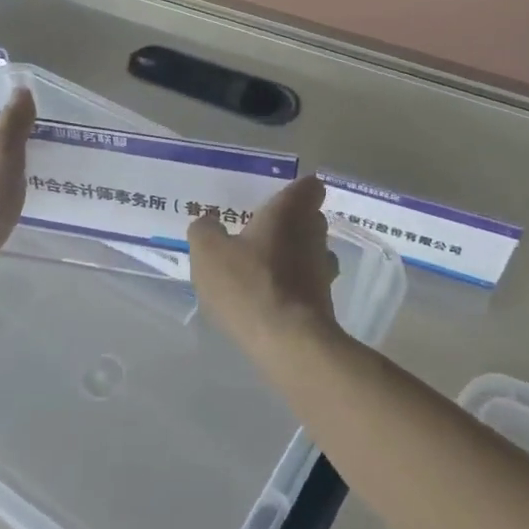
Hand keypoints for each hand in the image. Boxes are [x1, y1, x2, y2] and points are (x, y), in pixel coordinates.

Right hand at [189, 174, 340, 354]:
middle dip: (288, 225)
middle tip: (257, 235)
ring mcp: (323, 270)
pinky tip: (267, 300)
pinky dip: (291, 288)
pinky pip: (306, 284)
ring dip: (291, 258)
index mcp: (290, 212)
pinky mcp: (324, 303)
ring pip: (310, 253)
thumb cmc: (249, 284)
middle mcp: (314, 235)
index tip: (274, 202)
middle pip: (309, 219)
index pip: (309, 187)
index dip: (295, 191)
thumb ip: (205, 231)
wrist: (289, 342)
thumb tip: (209, 224)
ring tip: (261, 270)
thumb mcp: (208, 252)